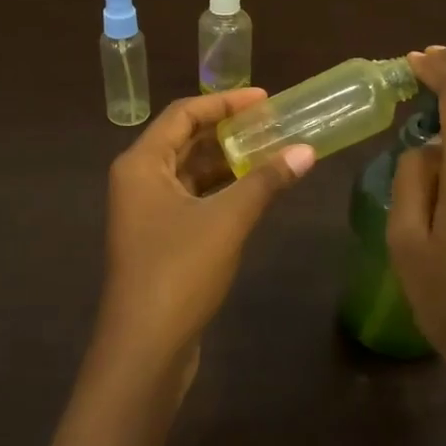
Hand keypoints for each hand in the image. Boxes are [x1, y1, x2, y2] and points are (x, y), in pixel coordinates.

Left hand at [95, 89, 314, 396]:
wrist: (145, 347)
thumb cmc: (179, 271)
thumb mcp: (227, 220)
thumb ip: (266, 181)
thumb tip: (307, 150)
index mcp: (141, 164)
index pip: (183, 114)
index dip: (224, 102)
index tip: (265, 98)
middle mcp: (138, 181)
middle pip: (185, 141)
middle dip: (228, 132)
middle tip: (273, 124)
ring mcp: (147, 213)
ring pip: (190, 173)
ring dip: (227, 162)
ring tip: (272, 152)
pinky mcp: (160, 240)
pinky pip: (192, 200)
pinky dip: (221, 191)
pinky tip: (254, 191)